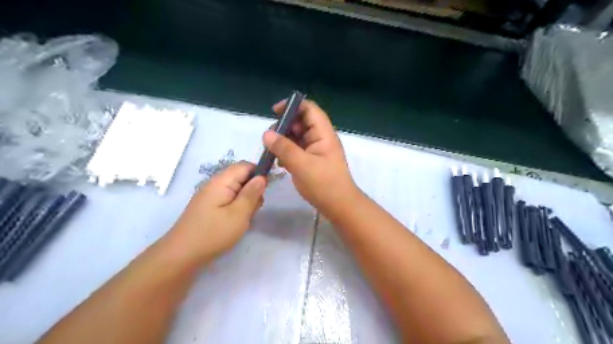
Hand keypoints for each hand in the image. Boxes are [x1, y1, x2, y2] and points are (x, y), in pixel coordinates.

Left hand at [167, 162, 266, 264]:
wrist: (181, 255)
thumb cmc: (213, 233)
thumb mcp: (239, 214)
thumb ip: (252, 193)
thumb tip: (262, 177)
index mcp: (222, 181)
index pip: (246, 166)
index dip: (259, 174)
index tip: (264, 191)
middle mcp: (215, 184)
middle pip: (241, 177)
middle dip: (253, 190)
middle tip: (253, 210)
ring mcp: (211, 195)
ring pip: (237, 190)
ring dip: (246, 201)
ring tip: (244, 219)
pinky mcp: (209, 206)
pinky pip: (229, 199)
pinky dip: (237, 208)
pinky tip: (236, 222)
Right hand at [261, 97, 356, 212]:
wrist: (339, 206)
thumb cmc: (324, 184)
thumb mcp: (302, 165)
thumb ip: (284, 148)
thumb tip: (267, 134)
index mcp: (323, 134)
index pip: (309, 109)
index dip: (292, 106)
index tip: (274, 112)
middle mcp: (321, 138)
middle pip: (301, 122)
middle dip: (284, 127)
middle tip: (270, 139)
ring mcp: (317, 150)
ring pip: (298, 137)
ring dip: (284, 142)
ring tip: (272, 152)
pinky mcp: (312, 161)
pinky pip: (298, 150)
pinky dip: (287, 153)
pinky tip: (280, 163)